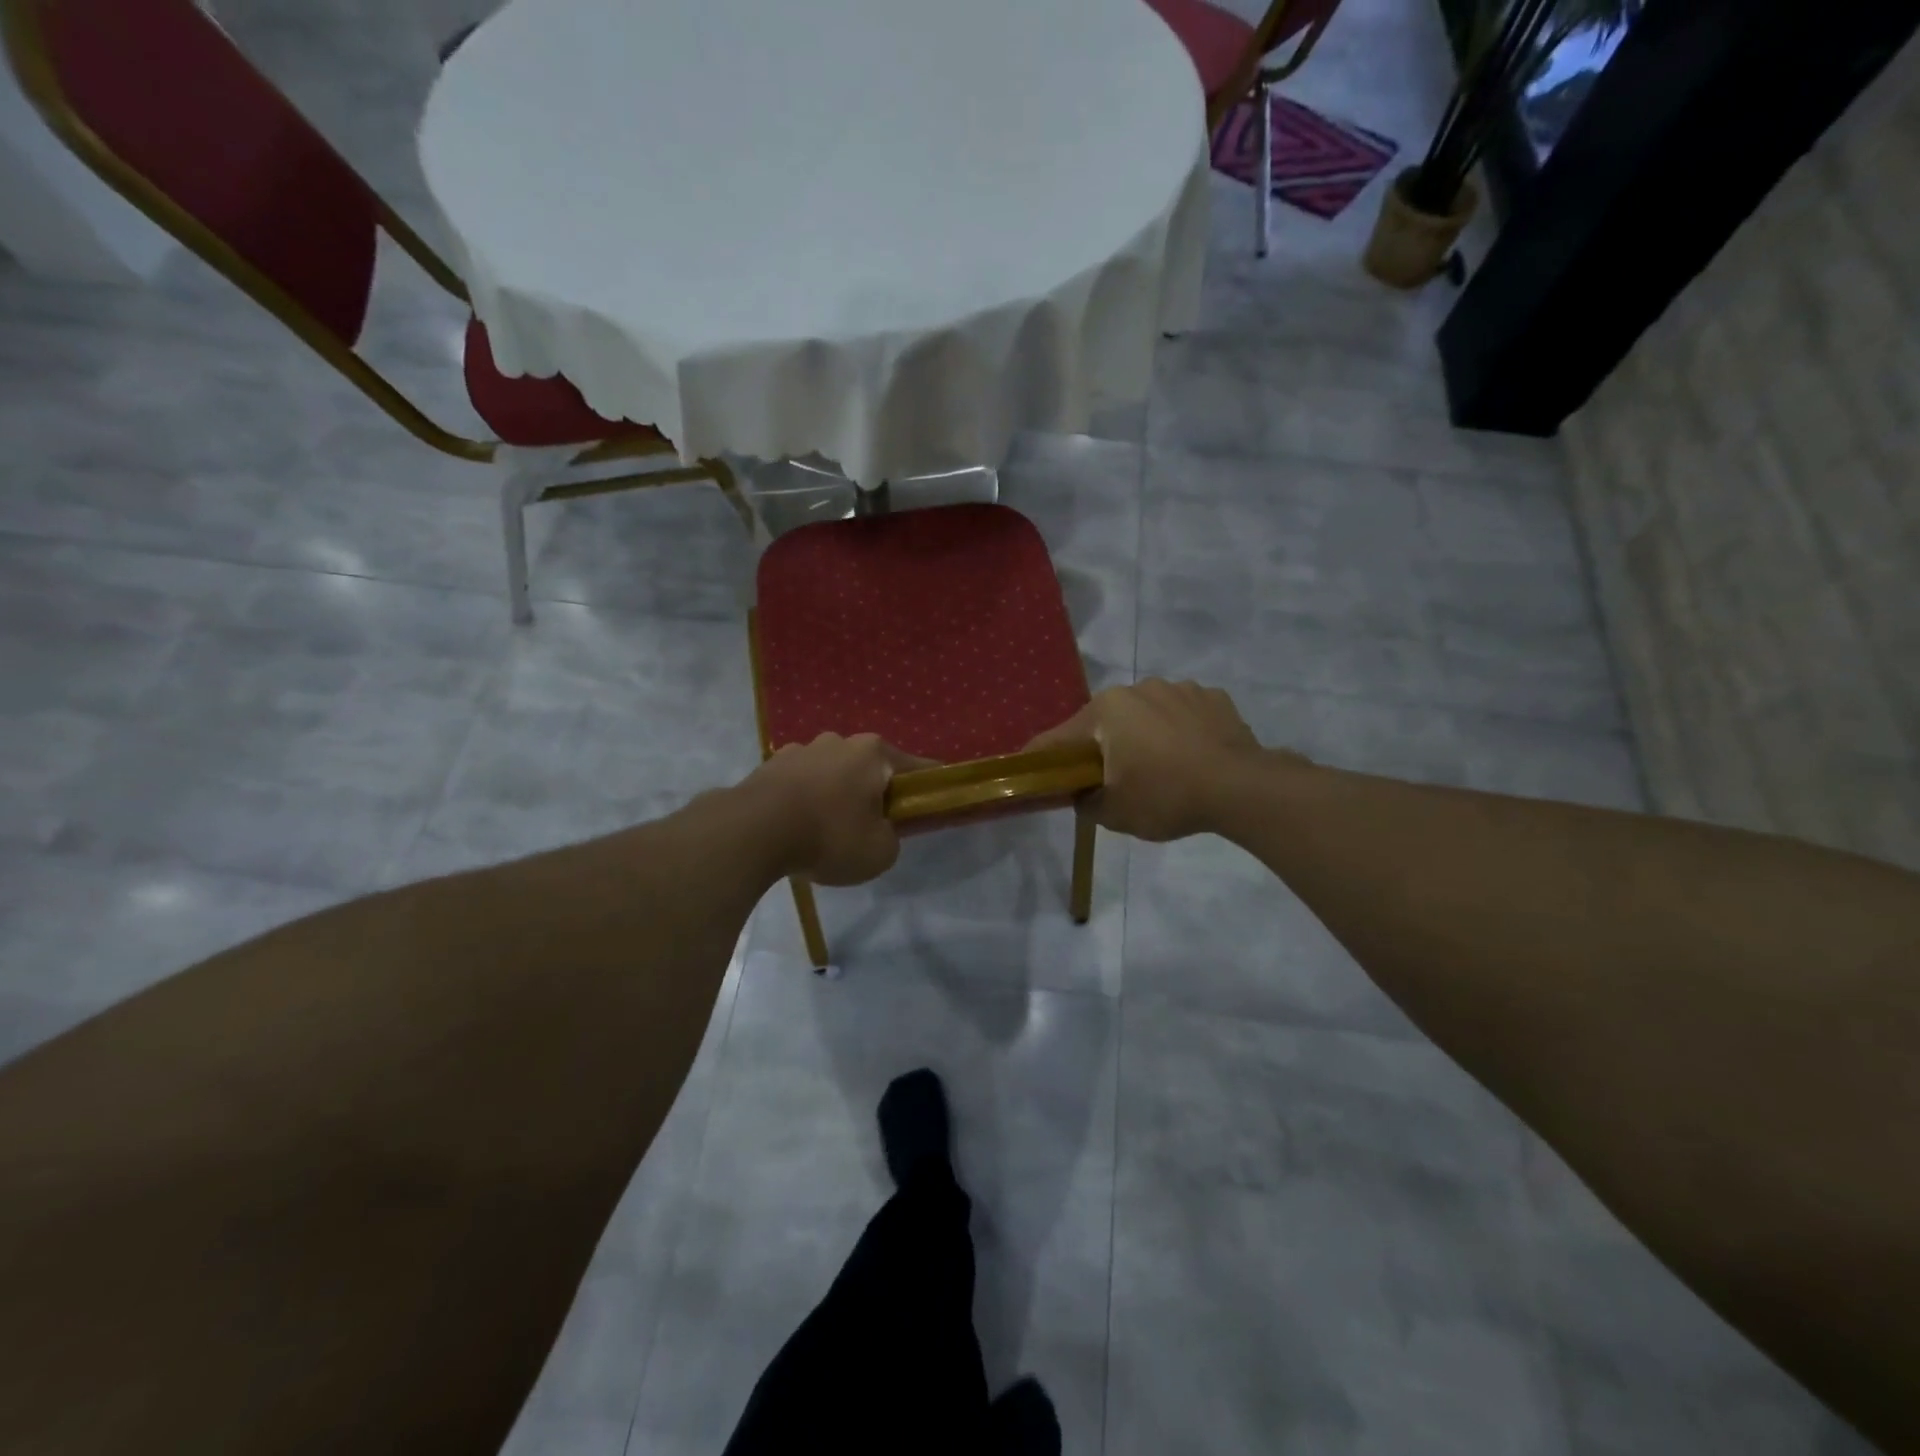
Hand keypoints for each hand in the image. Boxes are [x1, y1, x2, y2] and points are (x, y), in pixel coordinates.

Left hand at [741, 733, 929, 885]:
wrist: (754, 831)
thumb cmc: (829, 835)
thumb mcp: (880, 852)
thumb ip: (890, 837)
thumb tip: (880, 829)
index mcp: (874, 753)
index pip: (916, 767)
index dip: (928, 786)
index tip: (934, 800)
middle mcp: (839, 741)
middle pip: (869, 767)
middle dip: (874, 791)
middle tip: (872, 825)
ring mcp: (801, 749)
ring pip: (832, 772)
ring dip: (836, 793)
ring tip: (827, 828)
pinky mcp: (770, 764)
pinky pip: (800, 782)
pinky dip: (805, 799)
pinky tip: (798, 826)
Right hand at [1026, 680, 1279, 841]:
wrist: (1241, 788)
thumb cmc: (1166, 796)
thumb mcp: (1114, 813)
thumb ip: (1086, 802)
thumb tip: (1081, 796)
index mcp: (1107, 710)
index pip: (1061, 736)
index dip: (1044, 756)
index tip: (1032, 768)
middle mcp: (1139, 688)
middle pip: (1108, 721)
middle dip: (1104, 745)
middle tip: (1110, 777)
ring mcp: (1180, 689)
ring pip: (1148, 714)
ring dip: (1145, 735)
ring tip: (1161, 768)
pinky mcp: (1214, 698)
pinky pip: (1184, 714)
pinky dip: (1181, 731)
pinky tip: (1192, 757)